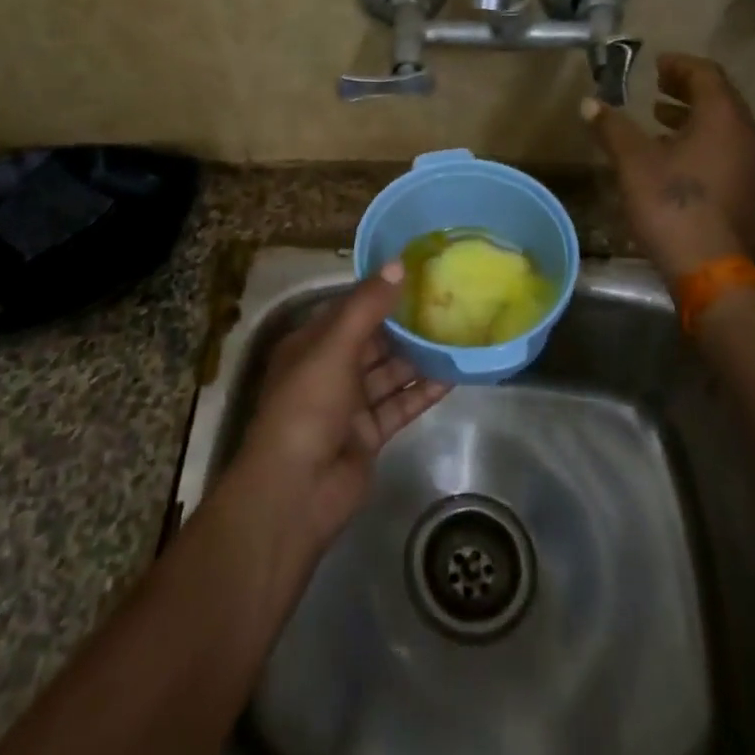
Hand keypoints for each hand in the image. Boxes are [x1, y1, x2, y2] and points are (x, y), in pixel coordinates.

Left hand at [234, 264, 450, 549]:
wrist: (296, 491)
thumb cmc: (307, 406)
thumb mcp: (334, 347)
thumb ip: (367, 307)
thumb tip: (398, 263)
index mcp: (311, 344)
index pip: (350, 309)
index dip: (381, 291)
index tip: (418, 273)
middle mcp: (329, 369)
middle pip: (374, 340)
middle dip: (406, 325)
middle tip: (448, 302)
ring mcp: (349, 404)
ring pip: (390, 373)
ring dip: (420, 357)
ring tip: (458, 334)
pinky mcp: (369, 434)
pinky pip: (400, 405)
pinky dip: (423, 392)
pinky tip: (454, 376)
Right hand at [582, 52, 754, 279]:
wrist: (709, 267)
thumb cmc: (671, 204)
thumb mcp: (633, 161)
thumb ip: (612, 127)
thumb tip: (589, 103)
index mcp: (724, 118)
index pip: (707, 75)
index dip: (680, 66)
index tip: (656, 64)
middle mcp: (748, 134)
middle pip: (720, 98)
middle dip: (687, 89)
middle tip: (657, 86)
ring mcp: (754, 164)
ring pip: (725, 126)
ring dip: (693, 117)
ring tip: (660, 119)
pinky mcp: (749, 189)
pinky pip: (728, 150)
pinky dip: (703, 141)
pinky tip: (675, 156)